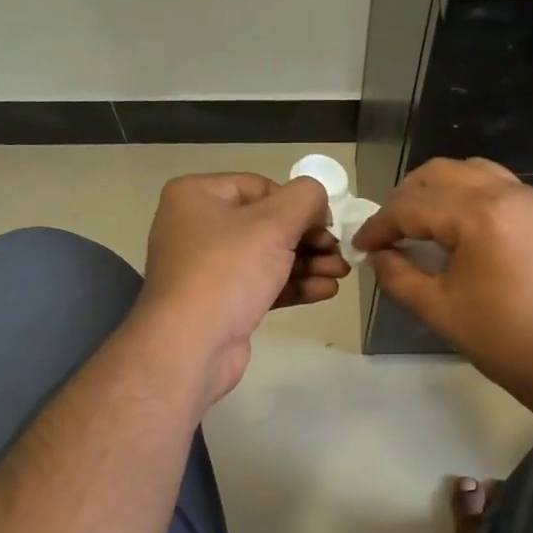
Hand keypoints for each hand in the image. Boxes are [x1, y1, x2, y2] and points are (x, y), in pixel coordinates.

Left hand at [136, 173, 349, 403]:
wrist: (190, 345)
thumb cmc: (228, 270)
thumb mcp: (275, 223)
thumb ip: (306, 198)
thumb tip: (318, 201)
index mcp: (196, 195)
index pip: (260, 187)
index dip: (299, 203)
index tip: (328, 224)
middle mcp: (196, 226)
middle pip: (266, 223)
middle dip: (309, 238)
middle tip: (341, 251)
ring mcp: (206, 268)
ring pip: (267, 256)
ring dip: (308, 263)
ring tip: (342, 273)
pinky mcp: (220, 302)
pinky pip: (262, 284)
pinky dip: (293, 285)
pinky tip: (327, 291)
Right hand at [352, 158, 532, 413]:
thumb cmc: (504, 339)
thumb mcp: (439, 309)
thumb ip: (399, 275)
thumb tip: (377, 256)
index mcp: (478, 215)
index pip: (412, 207)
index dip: (379, 226)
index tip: (360, 245)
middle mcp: (505, 193)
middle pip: (439, 174)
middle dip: (405, 198)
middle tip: (387, 232)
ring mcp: (529, 199)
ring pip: (470, 171)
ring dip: (437, 190)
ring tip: (418, 223)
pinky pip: (496, 184)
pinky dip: (467, 194)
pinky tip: (456, 226)